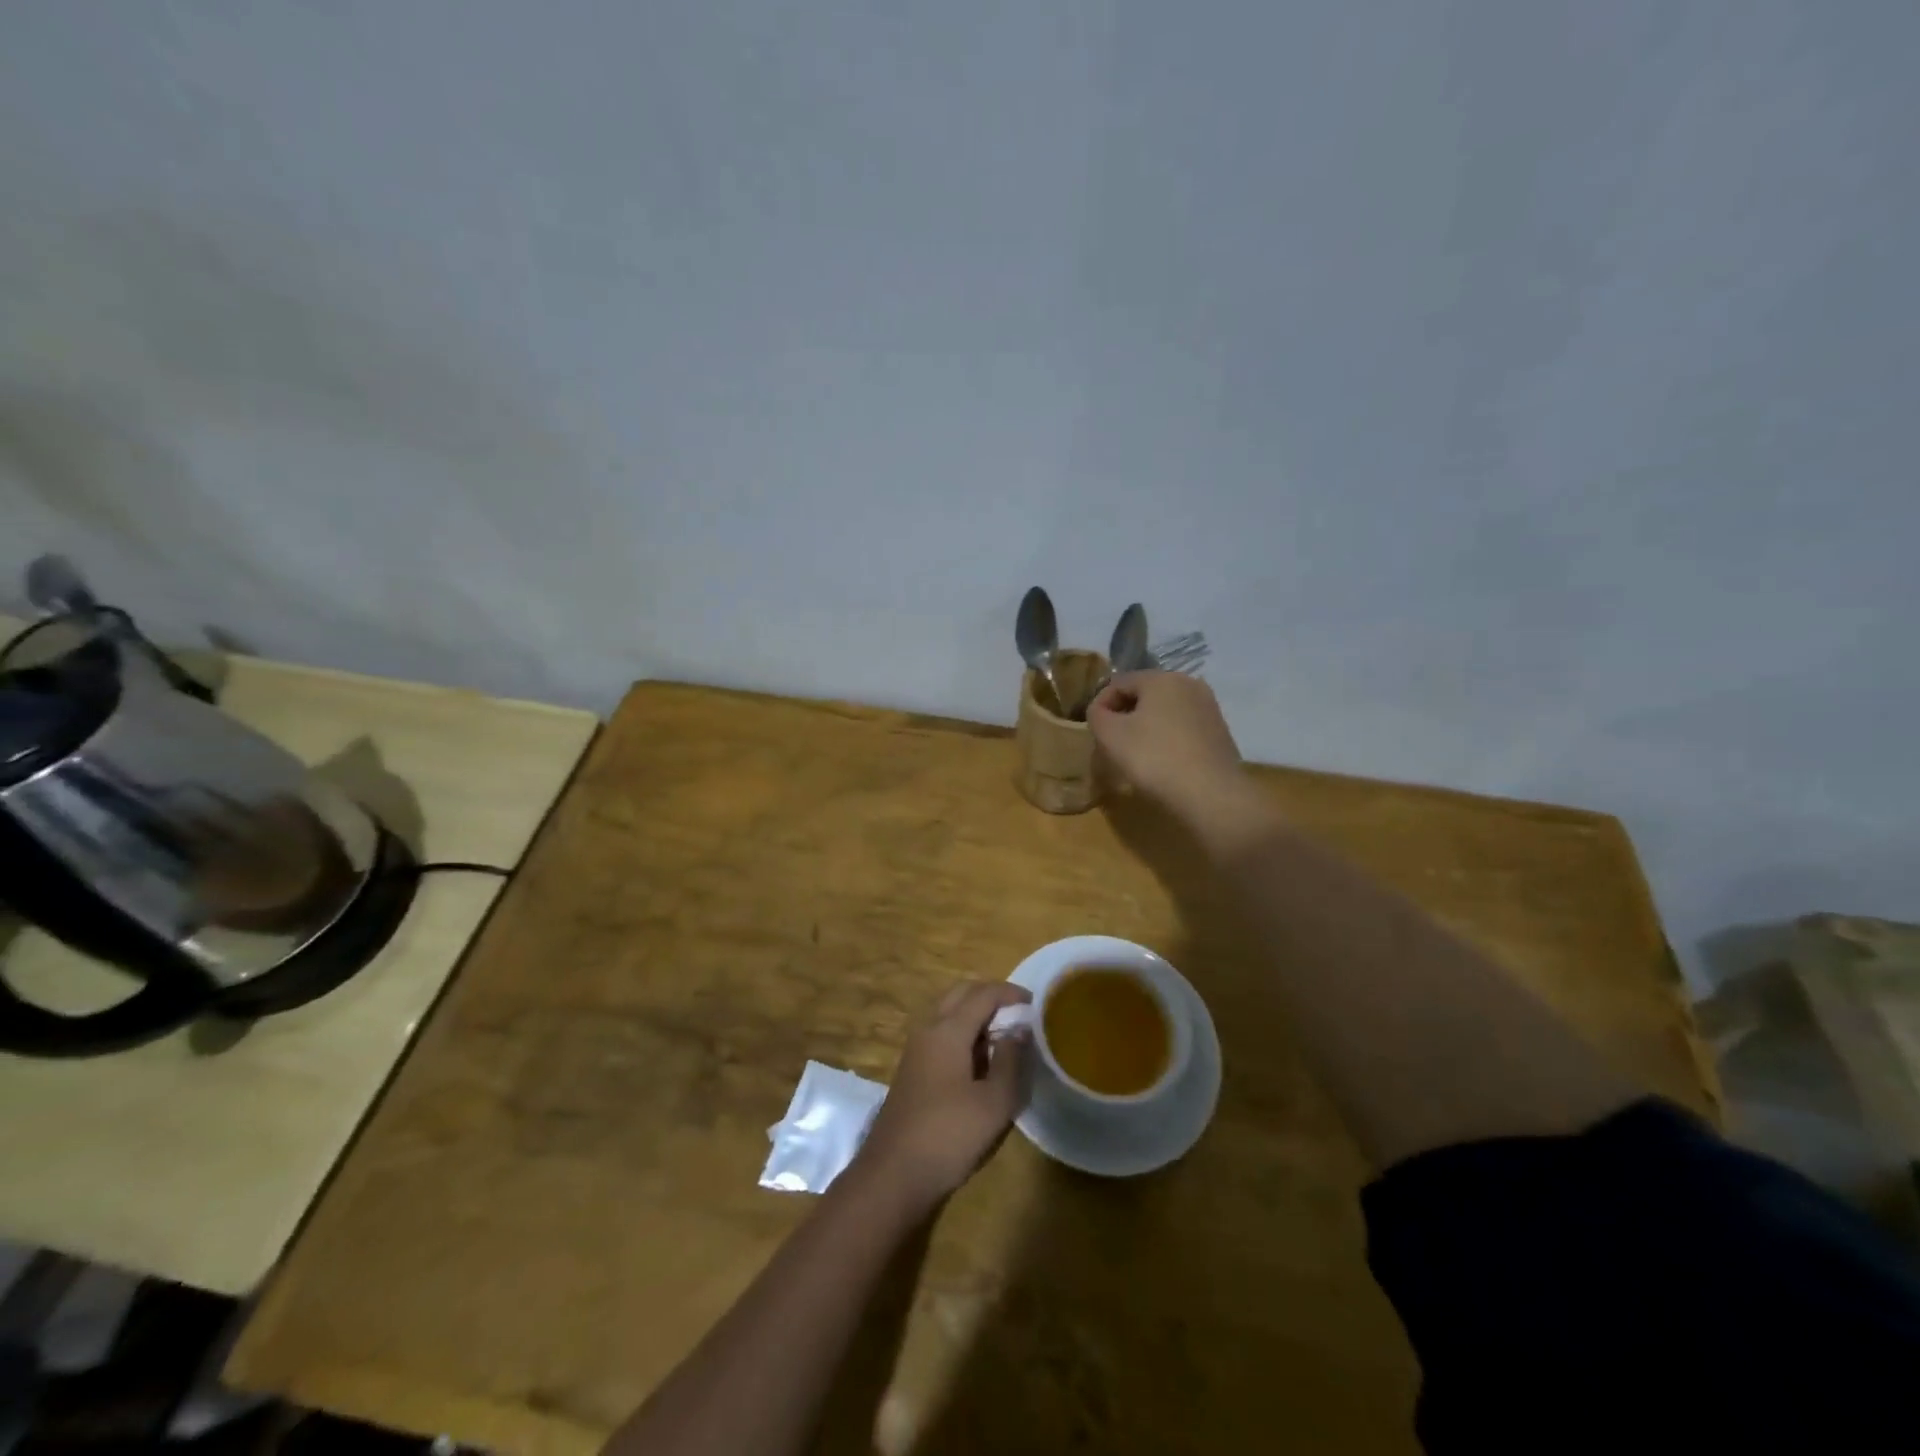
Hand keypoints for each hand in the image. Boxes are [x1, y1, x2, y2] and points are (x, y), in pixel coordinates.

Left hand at [855, 981, 1031, 1207]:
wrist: (893, 1175)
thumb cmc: (948, 1136)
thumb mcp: (994, 1103)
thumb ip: (1011, 1061)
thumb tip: (1020, 1029)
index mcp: (947, 1029)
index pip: (983, 994)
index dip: (1011, 993)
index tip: (1036, 1003)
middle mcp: (928, 1029)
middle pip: (961, 994)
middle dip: (991, 996)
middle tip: (1020, 1013)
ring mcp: (916, 1049)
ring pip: (948, 1012)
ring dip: (976, 1014)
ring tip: (1005, 1036)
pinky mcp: (913, 1069)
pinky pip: (941, 1033)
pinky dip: (964, 1032)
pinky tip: (981, 1060)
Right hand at [1088, 670, 1243, 813]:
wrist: (1210, 794)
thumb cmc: (1154, 758)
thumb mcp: (1110, 735)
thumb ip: (1097, 715)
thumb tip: (1100, 710)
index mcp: (1161, 678)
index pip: (1118, 682)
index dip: (1100, 704)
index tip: (1092, 730)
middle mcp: (1189, 684)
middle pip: (1144, 694)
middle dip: (1124, 715)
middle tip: (1110, 742)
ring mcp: (1209, 707)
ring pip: (1164, 711)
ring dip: (1145, 727)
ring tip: (1134, 753)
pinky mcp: (1219, 731)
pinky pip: (1183, 727)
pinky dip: (1167, 738)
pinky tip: (1161, 760)